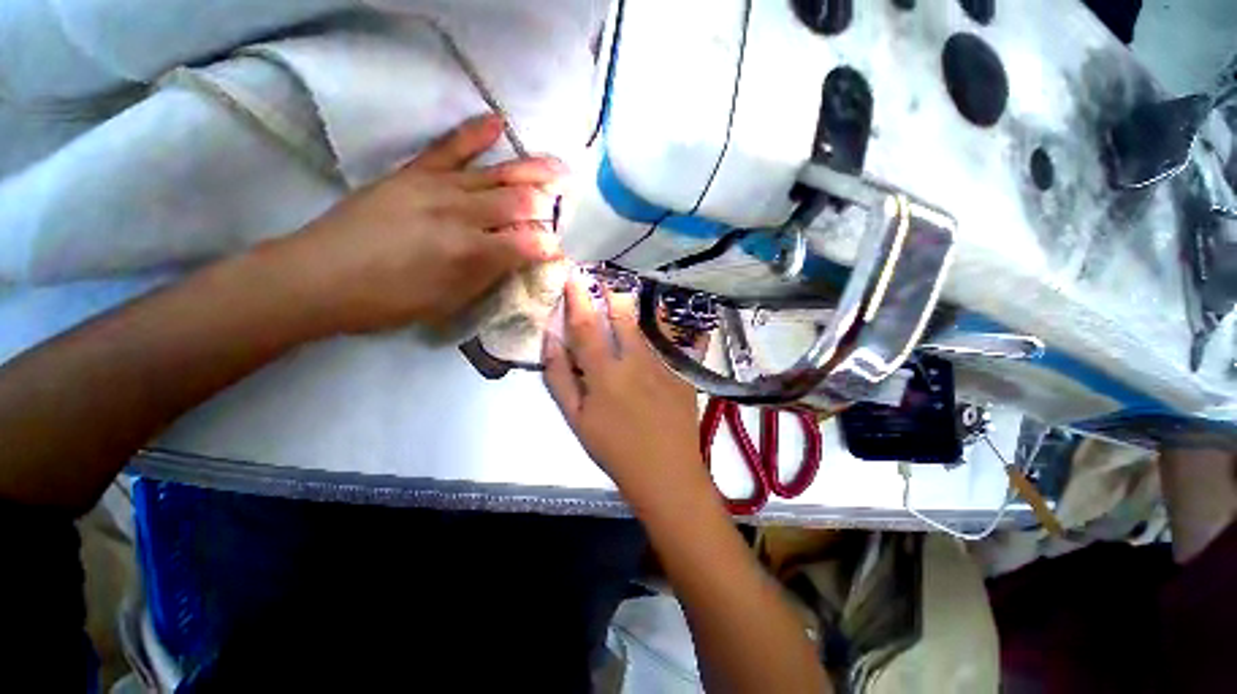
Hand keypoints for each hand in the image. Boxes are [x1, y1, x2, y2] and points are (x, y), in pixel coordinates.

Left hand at [267, 114, 565, 333]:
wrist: (320, 276)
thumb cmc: (390, 301)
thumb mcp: (449, 301)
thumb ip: (489, 276)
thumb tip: (519, 259)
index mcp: (472, 252)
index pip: (528, 244)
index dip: (549, 248)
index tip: (559, 252)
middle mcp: (462, 213)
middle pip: (519, 203)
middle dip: (547, 206)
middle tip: (566, 204)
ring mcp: (438, 187)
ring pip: (497, 175)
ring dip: (533, 171)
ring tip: (560, 166)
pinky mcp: (414, 173)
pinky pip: (450, 147)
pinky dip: (475, 133)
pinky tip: (499, 122)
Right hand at [543, 271, 708, 502]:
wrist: (665, 472)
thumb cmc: (614, 449)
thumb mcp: (576, 418)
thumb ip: (559, 376)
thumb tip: (551, 339)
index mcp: (605, 372)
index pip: (587, 325)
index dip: (577, 297)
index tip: (573, 276)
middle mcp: (636, 360)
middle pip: (622, 316)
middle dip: (611, 292)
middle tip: (604, 278)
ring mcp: (664, 364)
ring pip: (646, 325)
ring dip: (634, 306)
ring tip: (625, 293)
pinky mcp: (683, 371)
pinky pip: (673, 340)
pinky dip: (664, 325)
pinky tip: (661, 318)